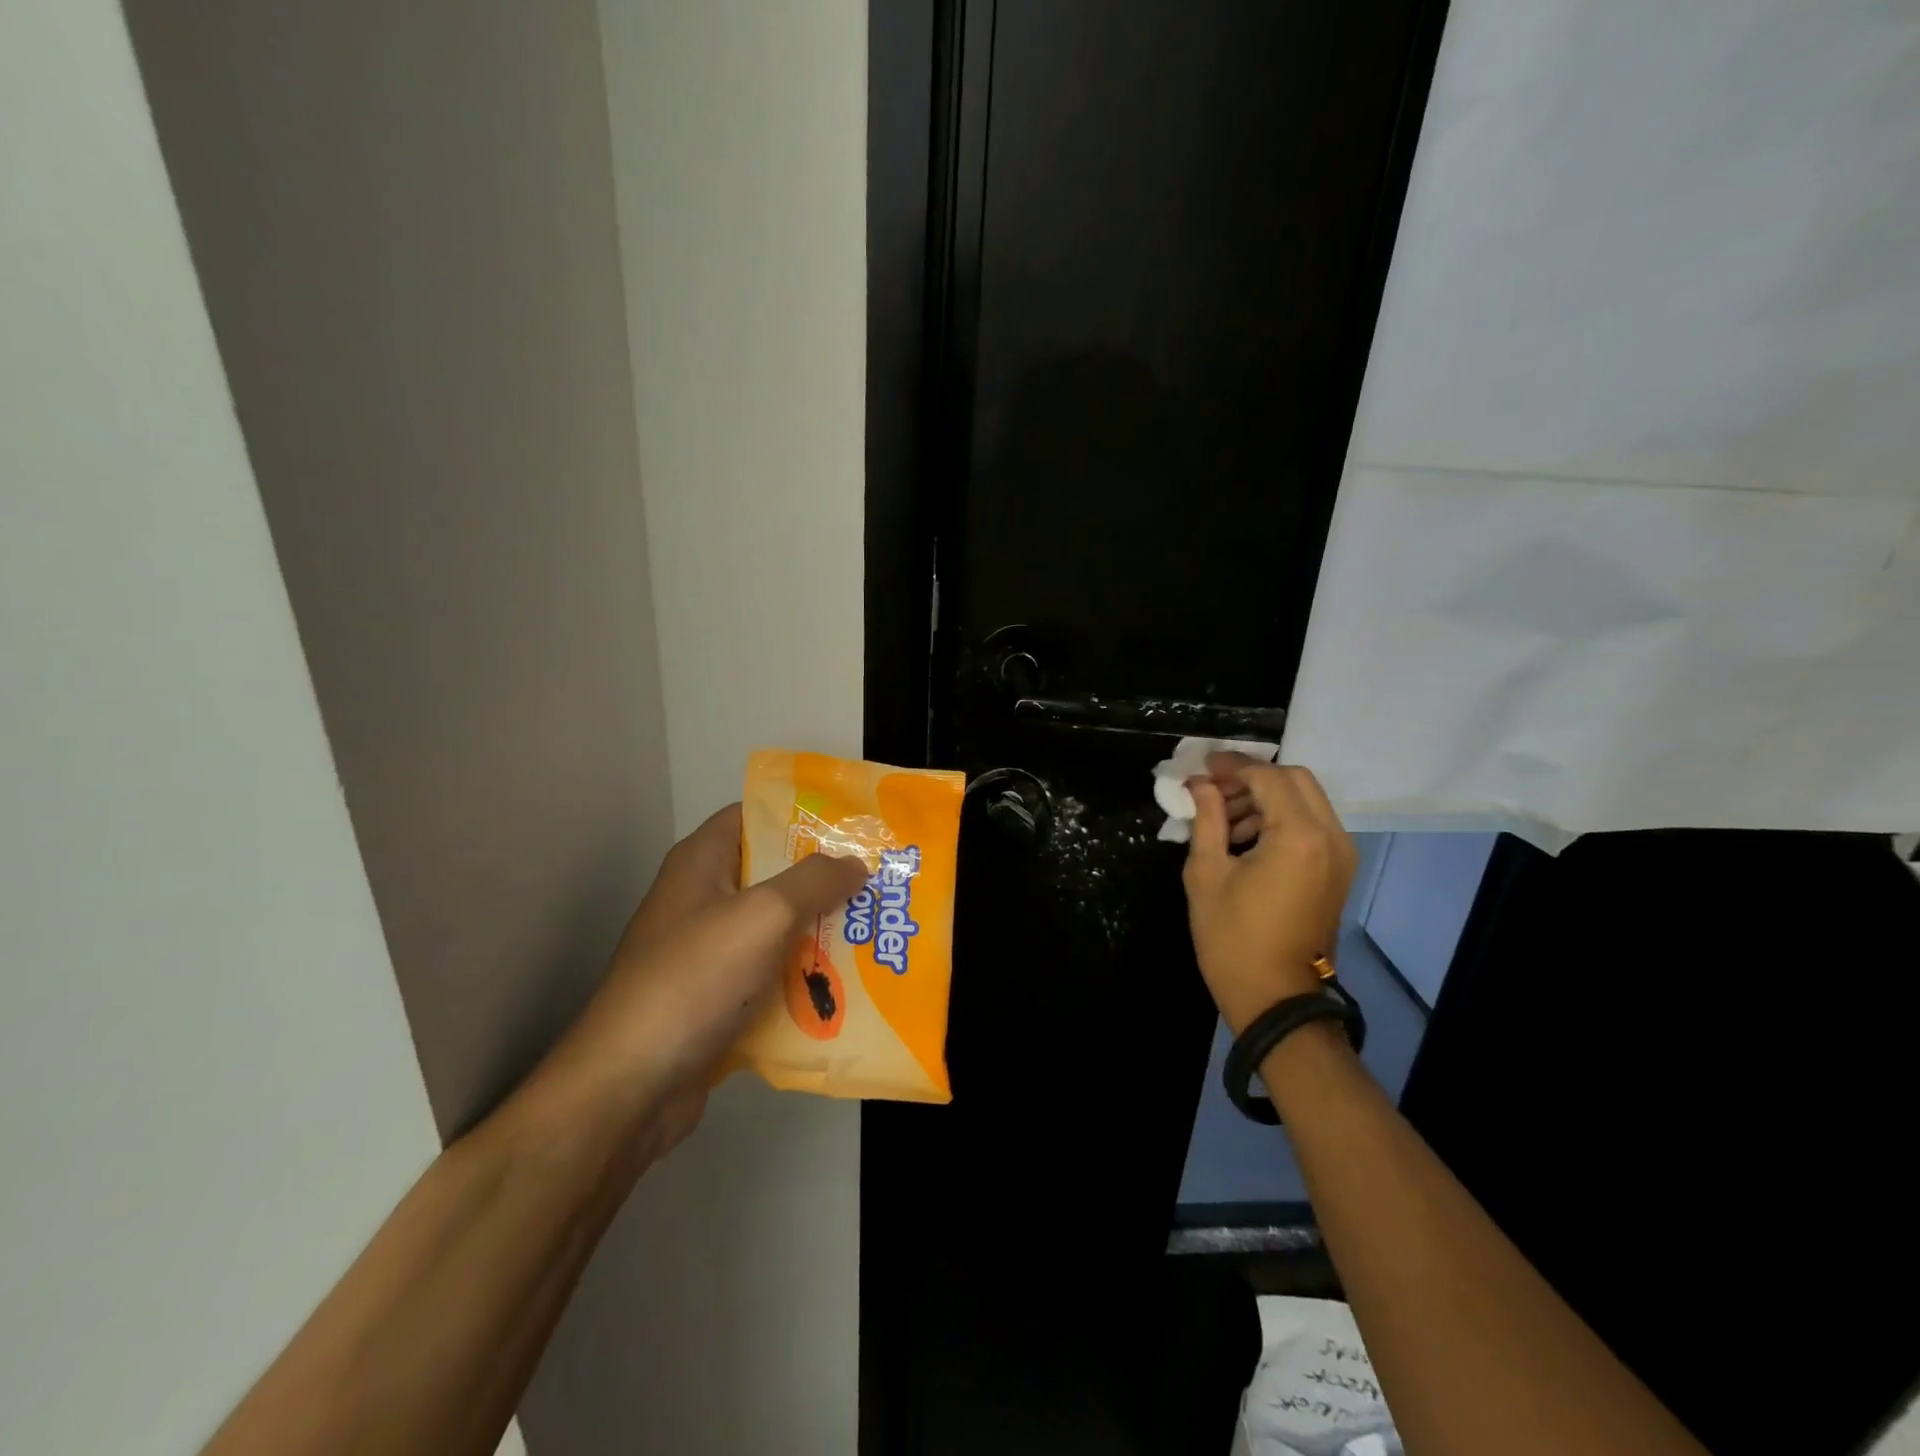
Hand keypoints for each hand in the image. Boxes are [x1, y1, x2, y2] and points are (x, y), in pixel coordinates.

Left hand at [533, 804, 867, 1157]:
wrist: (630, 1087)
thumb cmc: (694, 980)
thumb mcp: (763, 916)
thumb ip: (815, 882)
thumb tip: (856, 864)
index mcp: (702, 862)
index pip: (754, 815)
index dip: (803, 814)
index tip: (854, 825)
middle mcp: (702, 899)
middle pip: (773, 873)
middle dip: (826, 878)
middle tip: (880, 882)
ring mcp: (708, 952)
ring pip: (776, 928)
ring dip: (821, 932)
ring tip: (877, 931)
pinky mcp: (716, 998)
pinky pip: (770, 975)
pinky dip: (803, 978)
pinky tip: (849, 986)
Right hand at [1182, 757, 1358, 1035]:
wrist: (1276, 998)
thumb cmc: (1232, 938)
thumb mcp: (1206, 874)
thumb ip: (1206, 819)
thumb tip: (1199, 785)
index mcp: (1298, 837)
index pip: (1267, 777)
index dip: (1232, 766)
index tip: (1200, 768)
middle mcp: (1330, 837)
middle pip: (1295, 779)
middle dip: (1252, 776)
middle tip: (1212, 788)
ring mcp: (1341, 854)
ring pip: (1306, 799)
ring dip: (1266, 797)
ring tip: (1222, 816)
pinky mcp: (1338, 870)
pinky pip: (1312, 824)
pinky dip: (1281, 817)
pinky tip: (1245, 837)